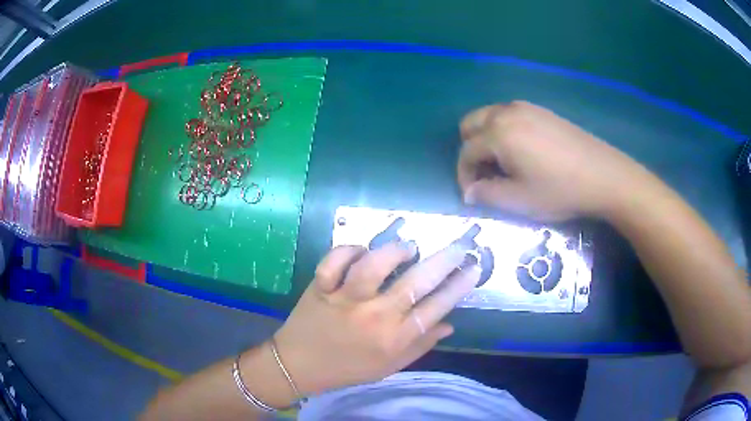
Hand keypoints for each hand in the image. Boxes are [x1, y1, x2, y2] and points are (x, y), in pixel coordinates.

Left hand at [273, 242, 480, 398]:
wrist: (298, 366)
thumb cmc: (348, 369)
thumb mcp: (389, 366)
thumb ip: (421, 345)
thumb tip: (450, 324)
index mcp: (393, 339)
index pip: (436, 308)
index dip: (459, 285)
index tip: (474, 267)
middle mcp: (373, 316)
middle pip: (415, 282)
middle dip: (444, 260)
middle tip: (459, 246)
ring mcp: (345, 299)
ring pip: (374, 265)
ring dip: (395, 251)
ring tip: (408, 248)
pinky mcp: (321, 287)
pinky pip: (335, 260)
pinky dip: (349, 250)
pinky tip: (362, 251)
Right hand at [457, 101, 649, 219]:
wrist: (603, 175)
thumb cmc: (560, 190)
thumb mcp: (519, 200)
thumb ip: (486, 195)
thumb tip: (469, 192)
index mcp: (498, 133)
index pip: (466, 151)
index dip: (464, 175)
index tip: (473, 194)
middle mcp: (506, 112)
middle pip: (470, 124)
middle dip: (470, 149)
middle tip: (485, 174)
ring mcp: (525, 107)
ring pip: (489, 116)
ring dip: (486, 138)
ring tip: (503, 163)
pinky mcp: (541, 110)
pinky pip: (508, 114)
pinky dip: (504, 130)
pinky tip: (522, 150)